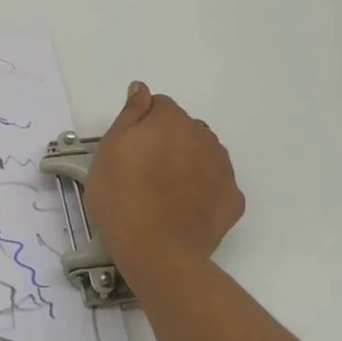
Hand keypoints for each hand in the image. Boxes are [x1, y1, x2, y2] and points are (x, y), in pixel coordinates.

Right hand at [85, 81, 243, 276]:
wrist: (156, 251)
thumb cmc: (122, 197)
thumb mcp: (109, 150)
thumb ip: (130, 114)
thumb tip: (142, 89)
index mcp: (171, 121)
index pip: (159, 106)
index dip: (142, 125)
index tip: (129, 150)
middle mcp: (203, 136)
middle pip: (184, 129)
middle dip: (167, 142)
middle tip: (143, 173)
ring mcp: (222, 168)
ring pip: (202, 154)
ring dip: (187, 163)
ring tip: (164, 193)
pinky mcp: (233, 198)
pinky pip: (216, 184)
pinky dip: (203, 190)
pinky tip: (184, 208)